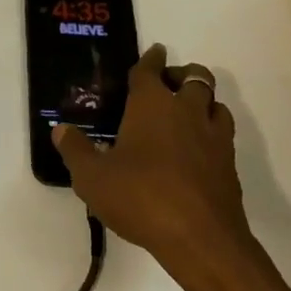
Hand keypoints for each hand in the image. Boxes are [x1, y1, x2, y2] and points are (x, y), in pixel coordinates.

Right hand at [53, 45, 262, 275]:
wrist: (202, 239)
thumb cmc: (141, 197)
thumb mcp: (93, 178)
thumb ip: (76, 150)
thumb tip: (61, 129)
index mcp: (152, 104)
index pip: (150, 69)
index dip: (150, 59)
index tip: (154, 51)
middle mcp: (186, 110)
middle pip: (195, 76)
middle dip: (182, 74)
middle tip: (168, 85)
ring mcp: (214, 137)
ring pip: (216, 103)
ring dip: (203, 102)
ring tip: (187, 115)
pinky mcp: (230, 165)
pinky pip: (224, 135)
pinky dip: (212, 133)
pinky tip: (199, 151)